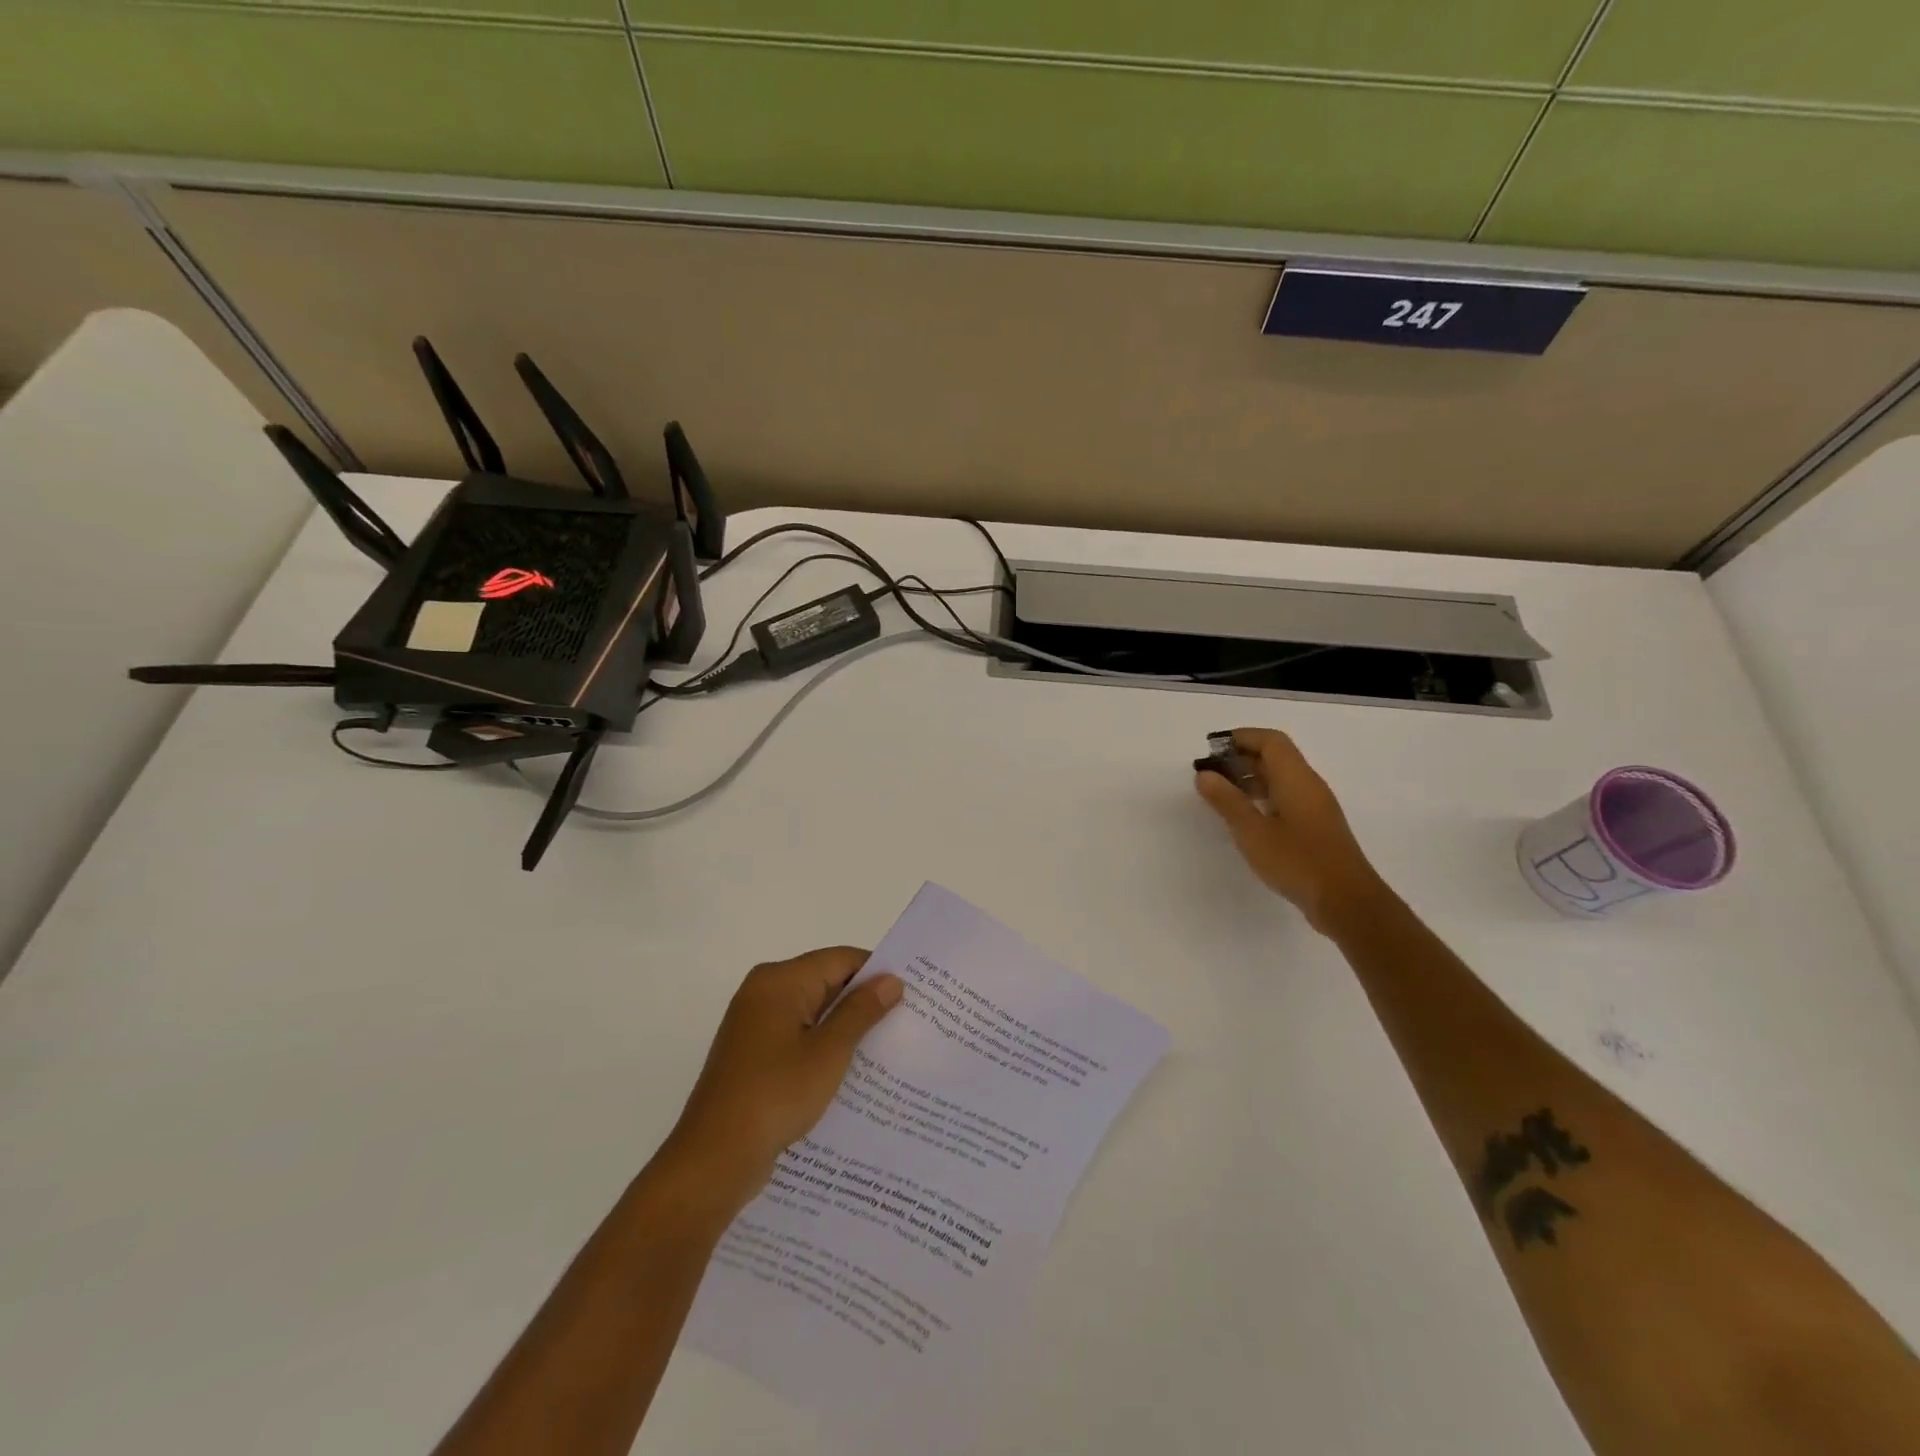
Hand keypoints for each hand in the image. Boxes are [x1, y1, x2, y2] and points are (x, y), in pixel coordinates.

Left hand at [660, 947, 903, 1213]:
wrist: (714, 1160)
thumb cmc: (775, 1095)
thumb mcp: (829, 1052)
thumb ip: (861, 1011)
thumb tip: (891, 980)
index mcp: (780, 981)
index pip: (840, 959)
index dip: (877, 972)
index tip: (912, 992)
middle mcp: (764, 992)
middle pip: (826, 982)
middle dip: (863, 1000)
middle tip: (907, 1019)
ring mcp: (755, 1024)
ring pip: (813, 1012)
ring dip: (845, 1026)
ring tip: (888, 1045)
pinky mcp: (753, 1054)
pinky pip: (798, 1036)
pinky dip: (824, 1046)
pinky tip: (852, 1070)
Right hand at [1195, 728, 1389, 936]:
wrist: (1346, 901)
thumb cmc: (1297, 861)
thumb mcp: (1252, 831)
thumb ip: (1227, 801)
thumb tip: (1205, 774)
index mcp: (1296, 778)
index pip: (1270, 741)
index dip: (1241, 737)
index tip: (1212, 749)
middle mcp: (1309, 785)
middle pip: (1276, 757)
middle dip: (1241, 758)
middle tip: (1210, 773)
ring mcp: (1316, 807)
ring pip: (1281, 779)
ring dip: (1251, 779)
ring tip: (1221, 794)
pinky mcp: (1316, 827)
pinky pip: (1287, 798)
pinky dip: (1263, 797)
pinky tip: (1246, 818)